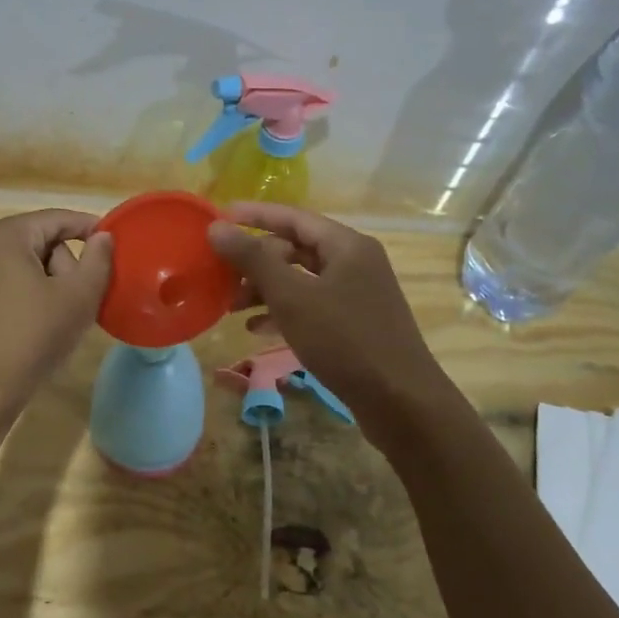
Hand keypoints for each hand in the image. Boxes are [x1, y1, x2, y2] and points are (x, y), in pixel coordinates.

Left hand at [0, 210, 113, 417]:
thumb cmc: (30, 338)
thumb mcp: (77, 298)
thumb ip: (98, 260)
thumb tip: (103, 237)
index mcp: (4, 235)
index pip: (59, 219)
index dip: (92, 230)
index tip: (119, 249)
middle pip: (43, 241)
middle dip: (67, 267)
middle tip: (80, 302)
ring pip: (28, 265)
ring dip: (52, 286)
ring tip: (61, 320)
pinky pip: (10, 283)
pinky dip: (32, 297)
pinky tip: (41, 328)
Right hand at [207, 202, 453, 436]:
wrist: (401, 402)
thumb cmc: (345, 340)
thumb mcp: (292, 297)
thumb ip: (253, 259)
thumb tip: (217, 227)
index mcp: (346, 246)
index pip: (293, 217)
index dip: (255, 215)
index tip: (219, 218)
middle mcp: (355, 263)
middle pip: (296, 248)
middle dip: (256, 261)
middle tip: (221, 275)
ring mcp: (357, 295)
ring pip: (302, 280)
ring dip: (266, 289)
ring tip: (231, 306)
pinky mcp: (355, 325)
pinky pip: (312, 307)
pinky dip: (284, 313)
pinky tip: (257, 329)